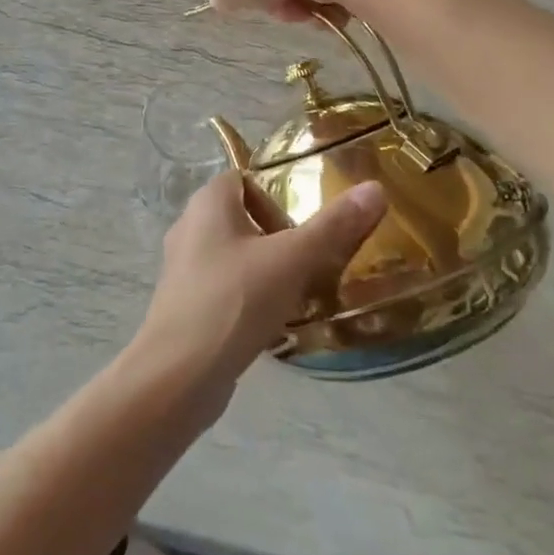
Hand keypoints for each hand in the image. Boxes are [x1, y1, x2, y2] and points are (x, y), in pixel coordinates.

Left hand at [133, 173, 386, 420]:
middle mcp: (190, 227)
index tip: (309, 223)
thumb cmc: (234, 300)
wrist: (178, 375)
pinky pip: (227, 288)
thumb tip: (375, 188)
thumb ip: (334, 225)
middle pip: (244, 218)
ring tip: (303, 292)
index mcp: (207, 203)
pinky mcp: (186, 306)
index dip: (278, 195)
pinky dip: (252, 298)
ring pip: (236, 256)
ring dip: (268, 270)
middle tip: (315, 259)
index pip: (245, 179)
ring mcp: (184, 269)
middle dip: (281, 236)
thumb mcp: (292, 259)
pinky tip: (277, 322)